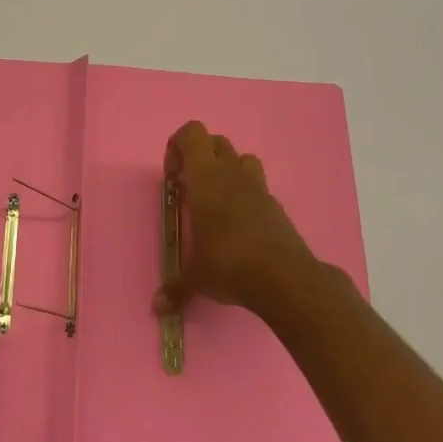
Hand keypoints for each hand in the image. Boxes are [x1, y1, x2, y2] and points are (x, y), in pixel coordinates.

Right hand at [154, 120, 317, 319]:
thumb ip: (176, 287)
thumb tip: (157, 308)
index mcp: (206, 177)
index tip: (173, 177)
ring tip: (216, 201)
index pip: (192, 133)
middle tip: (190, 189)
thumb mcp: (196, 277)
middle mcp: (231, 173)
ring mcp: (257, 187)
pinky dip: (246, 195)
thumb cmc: (229, 263)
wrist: (285, 278)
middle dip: (200, 157)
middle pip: (215, 141)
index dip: (178, 146)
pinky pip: (258, 186)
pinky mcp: (276, 205)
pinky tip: (240, 226)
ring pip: (241, 158)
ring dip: (226, 170)